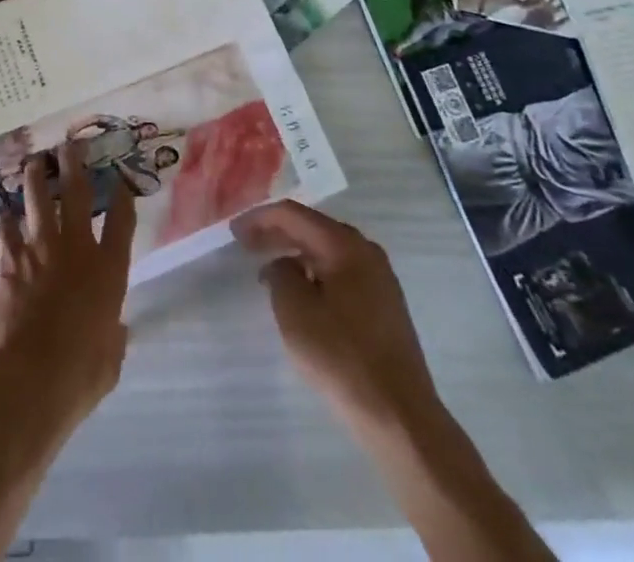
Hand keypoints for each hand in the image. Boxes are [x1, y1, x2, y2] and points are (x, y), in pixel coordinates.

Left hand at [0, 144, 136, 438]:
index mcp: (108, 271)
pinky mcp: (8, 259)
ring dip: (37, 177)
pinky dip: (5, 221)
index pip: (121, 221)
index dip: (123, 196)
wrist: (28, 379)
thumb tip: (113, 330)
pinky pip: (5, 228)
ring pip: (38, 198)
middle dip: (75, 163)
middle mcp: (76, 248)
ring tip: (36, 162)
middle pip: (77, 192)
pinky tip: (4, 215)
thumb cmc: (78, 377)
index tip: (121, 180)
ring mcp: (40, 248)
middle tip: (72, 144)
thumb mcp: (109, 361)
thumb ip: (112, 337)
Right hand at [232, 201, 440, 437]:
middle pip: (313, 228)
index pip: (293, 215)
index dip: (259, 218)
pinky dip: (316, 273)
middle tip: (246, 244)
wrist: (400, 418)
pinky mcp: (385, 305)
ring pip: (328, 251)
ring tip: (269, 268)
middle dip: (277, 233)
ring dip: (297, 253)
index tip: (234, 232)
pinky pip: (342, 273)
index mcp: (345, 245)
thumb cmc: (342, 358)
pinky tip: (302, 293)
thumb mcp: (295, 312)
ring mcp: (380, 279)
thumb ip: (280, 274)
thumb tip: (283, 265)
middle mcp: (366, 251)